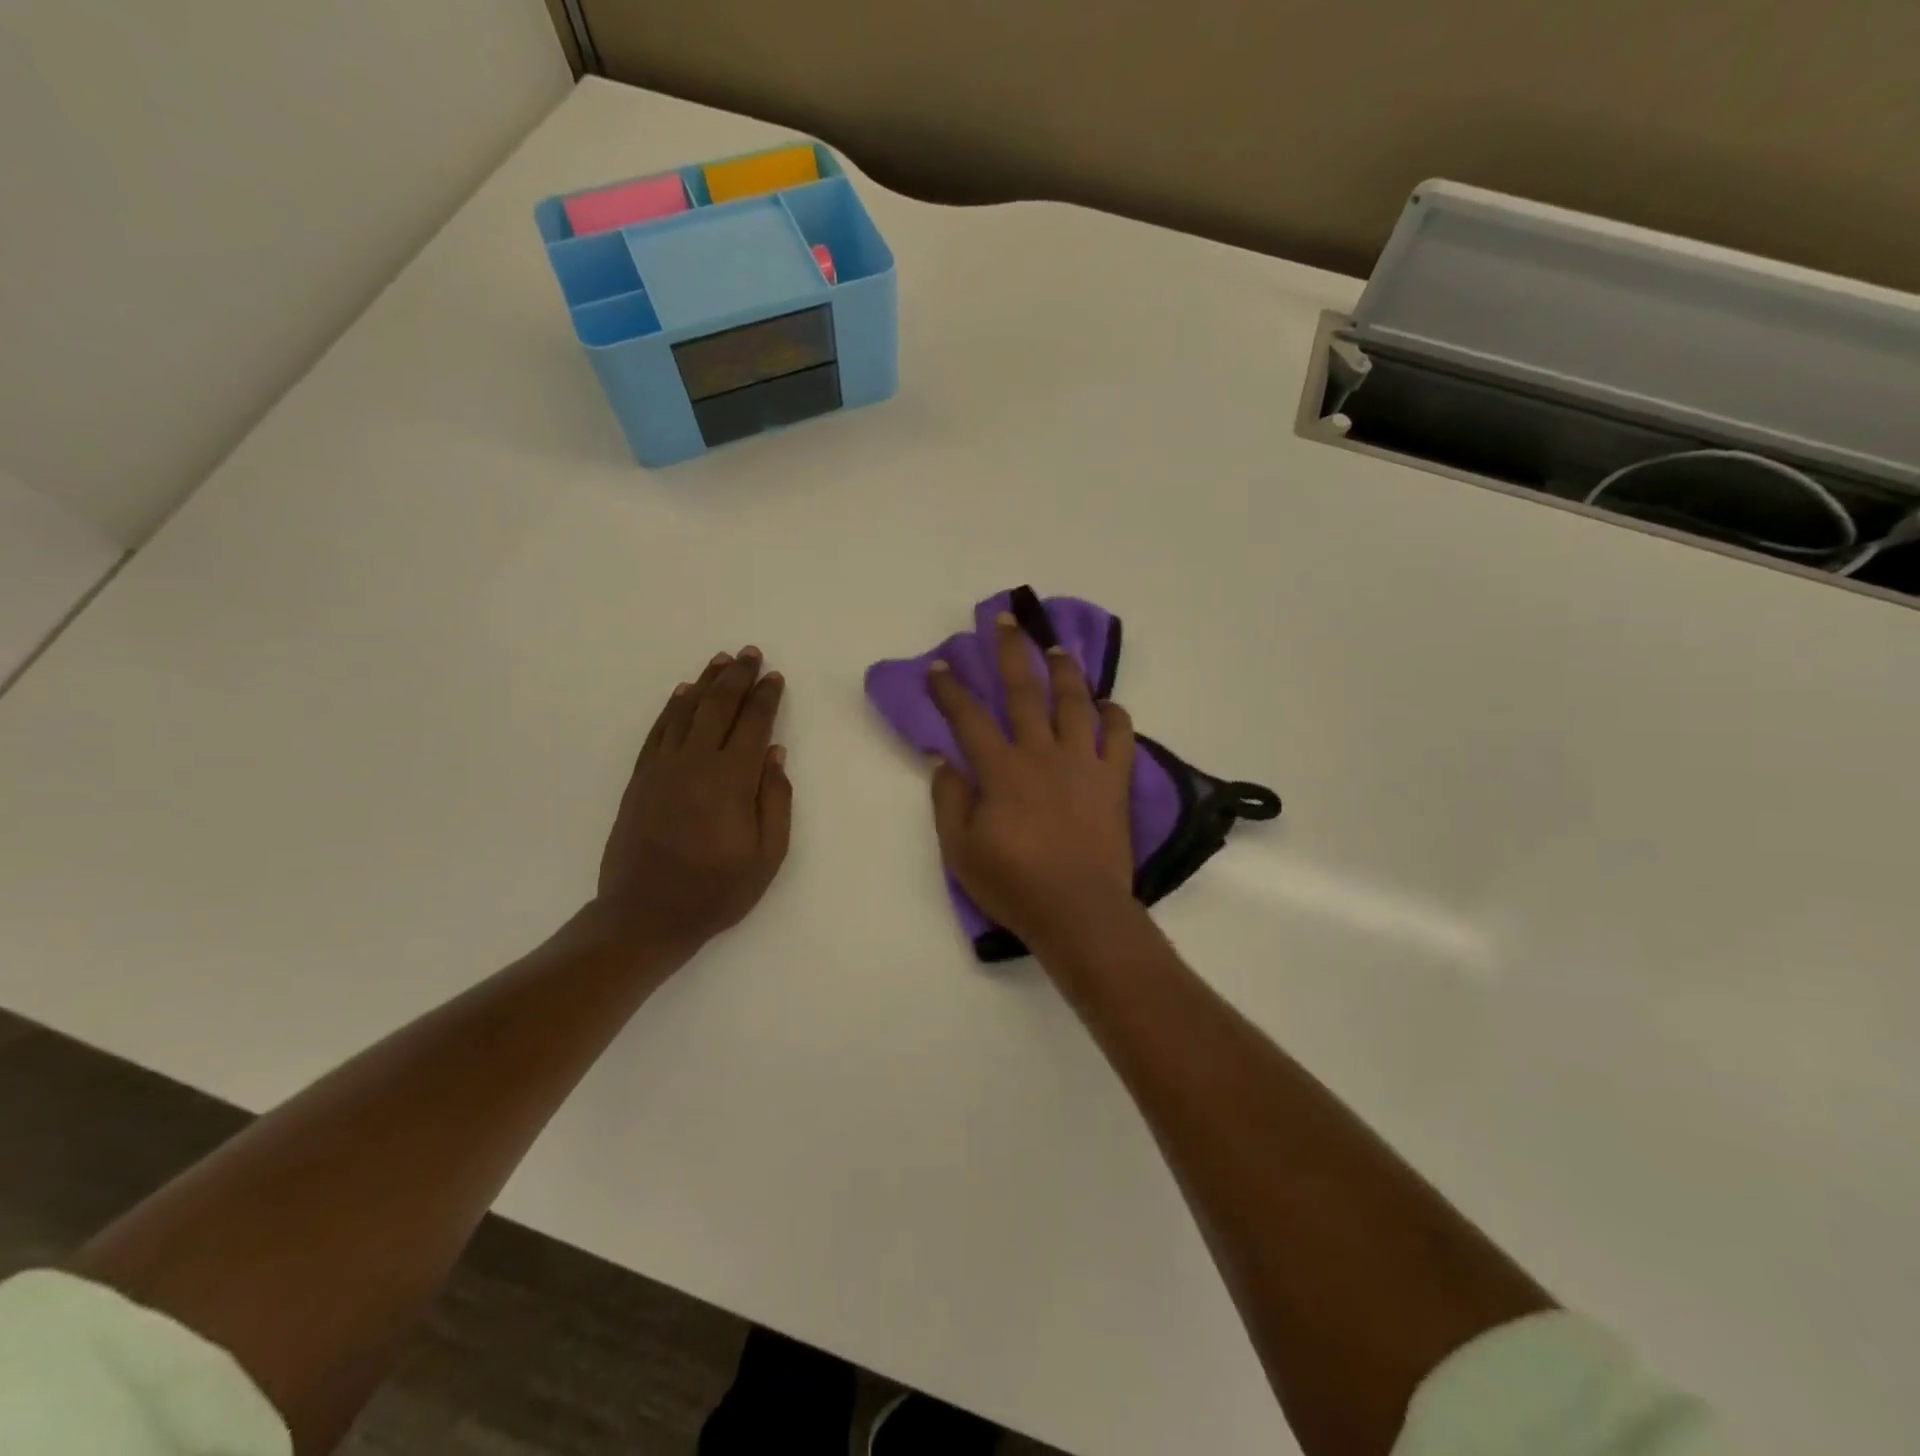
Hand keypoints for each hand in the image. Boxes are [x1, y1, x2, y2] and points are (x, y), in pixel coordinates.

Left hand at [595, 647, 792, 956]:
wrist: (645, 915)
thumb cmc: (716, 891)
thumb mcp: (767, 856)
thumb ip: (775, 801)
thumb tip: (775, 753)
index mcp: (732, 780)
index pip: (753, 724)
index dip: (765, 697)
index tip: (774, 676)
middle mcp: (696, 762)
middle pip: (718, 706)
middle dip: (737, 676)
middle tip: (749, 653)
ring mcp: (662, 768)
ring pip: (686, 711)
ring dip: (705, 682)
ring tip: (720, 661)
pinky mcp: (640, 779)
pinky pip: (658, 732)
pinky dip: (671, 709)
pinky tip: (682, 694)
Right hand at [927, 612, 1137, 954]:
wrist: (1079, 911)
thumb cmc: (1014, 884)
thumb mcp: (960, 850)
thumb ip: (949, 799)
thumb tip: (943, 758)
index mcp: (1001, 770)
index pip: (968, 718)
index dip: (950, 689)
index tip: (938, 666)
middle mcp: (1041, 754)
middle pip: (1024, 692)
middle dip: (1011, 652)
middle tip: (1005, 620)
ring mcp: (1083, 764)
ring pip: (1074, 704)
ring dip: (1065, 672)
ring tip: (1058, 648)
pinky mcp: (1114, 781)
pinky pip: (1121, 739)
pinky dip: (1116, 717)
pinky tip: (1109, 704)